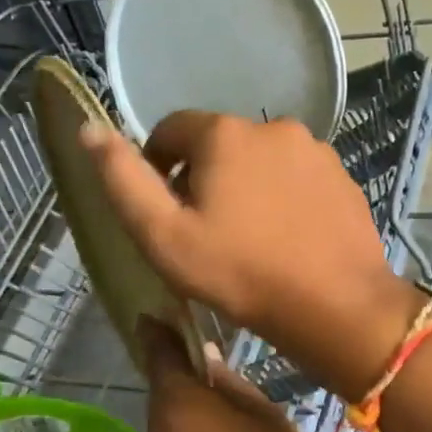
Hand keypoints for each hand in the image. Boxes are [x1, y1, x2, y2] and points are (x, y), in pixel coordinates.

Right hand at [82, 113, 424, 398]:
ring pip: (261, 161)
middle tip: (206, 232)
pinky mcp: (341, 177)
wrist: (336, 305)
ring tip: (249, 239)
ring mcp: (315, 150)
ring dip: (247, 187)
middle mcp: (273, 126)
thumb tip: (90, 129)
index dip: (158, 166)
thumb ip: (123, 180)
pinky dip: (284, 198)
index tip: (165, 210)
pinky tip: (286, 238)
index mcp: (225, 133)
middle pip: (219, 144)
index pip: (171, 129)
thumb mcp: (164, 235)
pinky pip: (297, 178)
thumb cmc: (240, 272)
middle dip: (203, 177)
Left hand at [139, 318, 334, 431]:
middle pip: (163, 394)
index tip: (162, 313)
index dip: (160, 332)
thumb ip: (232, 385)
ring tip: (228, 414)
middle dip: (182, 377)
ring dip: (189, 415)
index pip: (158, 355)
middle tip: (215, 366)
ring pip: (169, 427)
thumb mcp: (268, 420)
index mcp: (179, 407)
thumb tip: (206, 358)